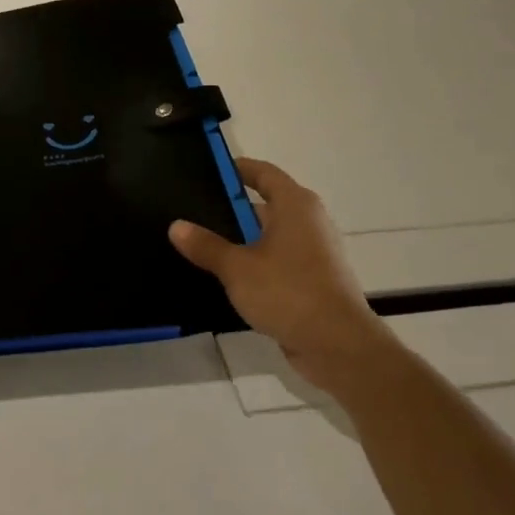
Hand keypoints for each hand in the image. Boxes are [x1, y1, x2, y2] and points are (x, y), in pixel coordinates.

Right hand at [169, 158, 392, 392]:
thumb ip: (206, 246)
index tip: (208, 171)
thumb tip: (177, 226)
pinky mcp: (312, 280)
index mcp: (295, 205)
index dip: (237, 169)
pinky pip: (277, 261)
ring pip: (270, 236)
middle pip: (265, 204)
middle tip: (192, 212)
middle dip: (231, 209)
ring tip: (201, 245)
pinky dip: (254, 263)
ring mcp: (314, 252)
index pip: (263, 173)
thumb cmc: (288, 292)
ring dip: (241, 240)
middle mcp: (309, 221)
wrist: (337, 344)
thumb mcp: (237, 268)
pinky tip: (226, 277)